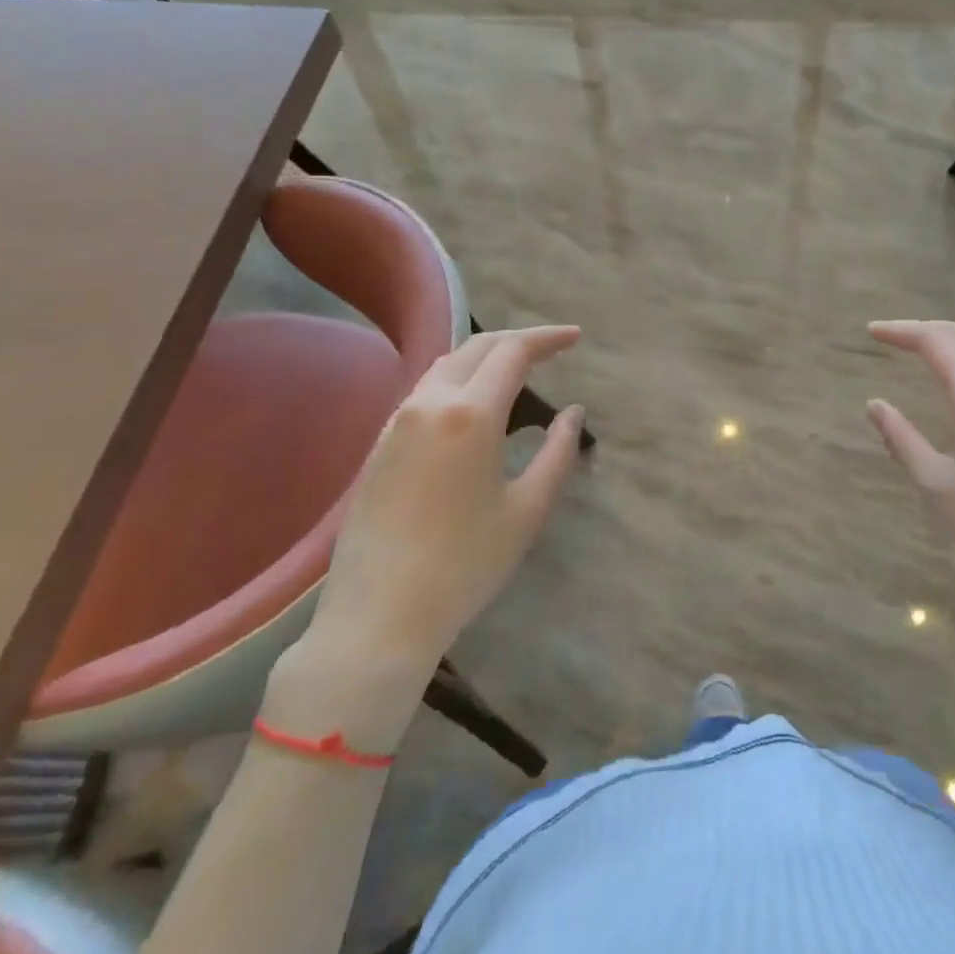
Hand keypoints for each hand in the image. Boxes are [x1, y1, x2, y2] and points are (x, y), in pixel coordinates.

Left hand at [303, 324, 584, 679]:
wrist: (378, 616)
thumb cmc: (465, 565)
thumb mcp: (527, 509)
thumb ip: (558, 451)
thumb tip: (573, 413)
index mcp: (471, 414)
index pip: (514, 352)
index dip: (548, 338)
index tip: (576, 337)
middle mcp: (430, 403)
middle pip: (478, 347)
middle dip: (519, 340)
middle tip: (552, 349)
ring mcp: (397, 421)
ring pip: (447, 365)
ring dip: (485, 358)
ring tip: (516, 372)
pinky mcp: (379, 444)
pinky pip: (425, 391)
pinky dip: (458, 380)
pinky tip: (473, 405)